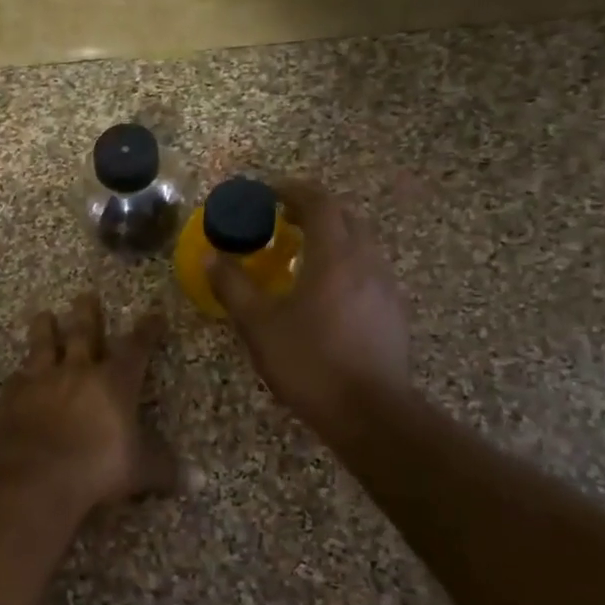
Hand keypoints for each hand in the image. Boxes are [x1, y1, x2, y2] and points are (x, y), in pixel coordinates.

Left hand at [0, 293, 174, 512]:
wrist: (39, 473)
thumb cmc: (99, 467)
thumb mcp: (142, 470)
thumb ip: (167, 469)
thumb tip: (199, 481)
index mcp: (115, 382)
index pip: (137, 347)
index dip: (147, 330)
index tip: (153, 315)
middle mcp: (79, 370)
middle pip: (84, 333)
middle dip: (88, 313)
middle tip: (86, 295)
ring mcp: (43, 379)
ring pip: (44, 344)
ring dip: (45, 329)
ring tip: (44, 315)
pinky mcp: (15, 395)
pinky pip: (18, 378)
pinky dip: (20, 374)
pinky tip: (18, 373)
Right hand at [207, 179, 409, 435]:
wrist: (370, 413)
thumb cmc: (309, 362)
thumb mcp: (258, 325)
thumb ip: (233, 286)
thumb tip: (211, 257)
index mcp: (334, 256)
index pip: (319, 203)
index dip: (293, 190)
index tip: (268, 192)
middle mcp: (366, 261)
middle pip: (345, 217)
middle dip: (314, 209)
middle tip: (283, 218)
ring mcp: (386, 287)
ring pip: (361, 243)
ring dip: (333, 236)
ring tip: (303, 252)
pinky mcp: (394, 311)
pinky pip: (369, 269)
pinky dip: (346, 263)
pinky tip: (328, 290)